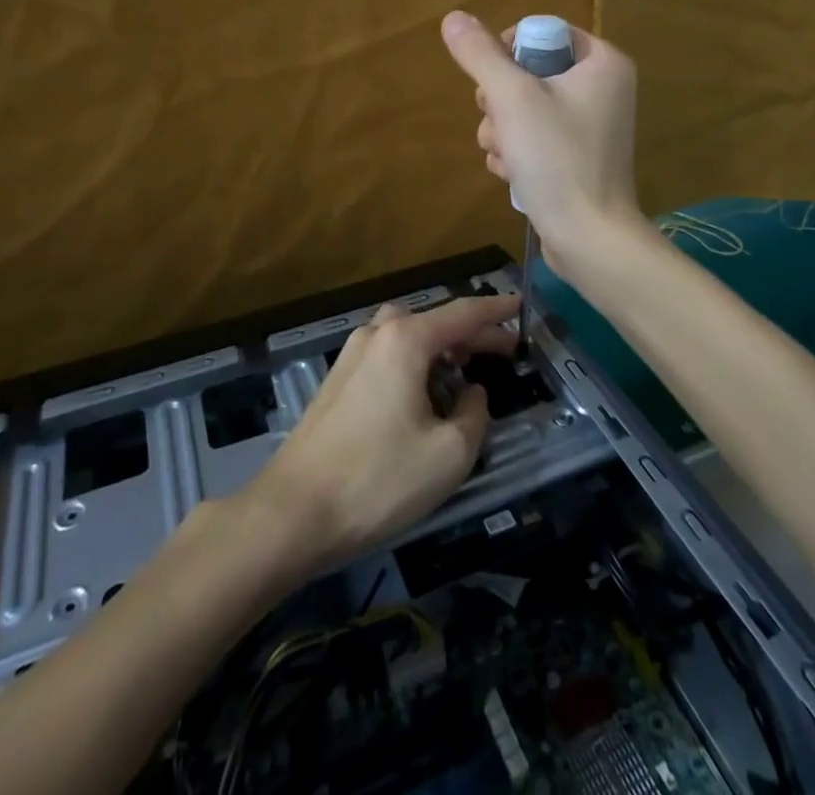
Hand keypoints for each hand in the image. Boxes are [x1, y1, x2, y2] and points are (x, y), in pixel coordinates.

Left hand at [246, 292, 521, 569]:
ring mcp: (352, 355)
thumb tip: (472, 394)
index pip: (463, 313)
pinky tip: (424, 393)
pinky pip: (388, 354)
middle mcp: (377, 334)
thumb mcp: (448, 454)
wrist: (293, 511)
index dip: (496, 309)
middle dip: (472, 332)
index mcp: (406, 339)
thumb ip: (474, 414)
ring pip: (408, 335)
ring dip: (441, 345)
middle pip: (435, 321)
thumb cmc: (378, 479)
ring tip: (466, 370)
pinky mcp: (338, 380)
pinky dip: (415, 361)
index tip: (521, 303)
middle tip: (505, 350)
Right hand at [440, 10, 643, 275]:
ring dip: (502, 129)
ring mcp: (590, 125)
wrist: (590, 239)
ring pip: (524, 107)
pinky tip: (514, 173)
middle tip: (501, 124)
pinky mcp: (577, 156)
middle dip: (500, 101)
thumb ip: (480, 55)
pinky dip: (517, 151)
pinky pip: (535, 136)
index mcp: (603, 62)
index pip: (542, 34)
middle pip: (528, 72)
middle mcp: (602, 88)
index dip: (508, 53)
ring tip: (507, 156)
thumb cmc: (557, 159)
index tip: (494, 82)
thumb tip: (453, 17)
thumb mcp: (512, 99)